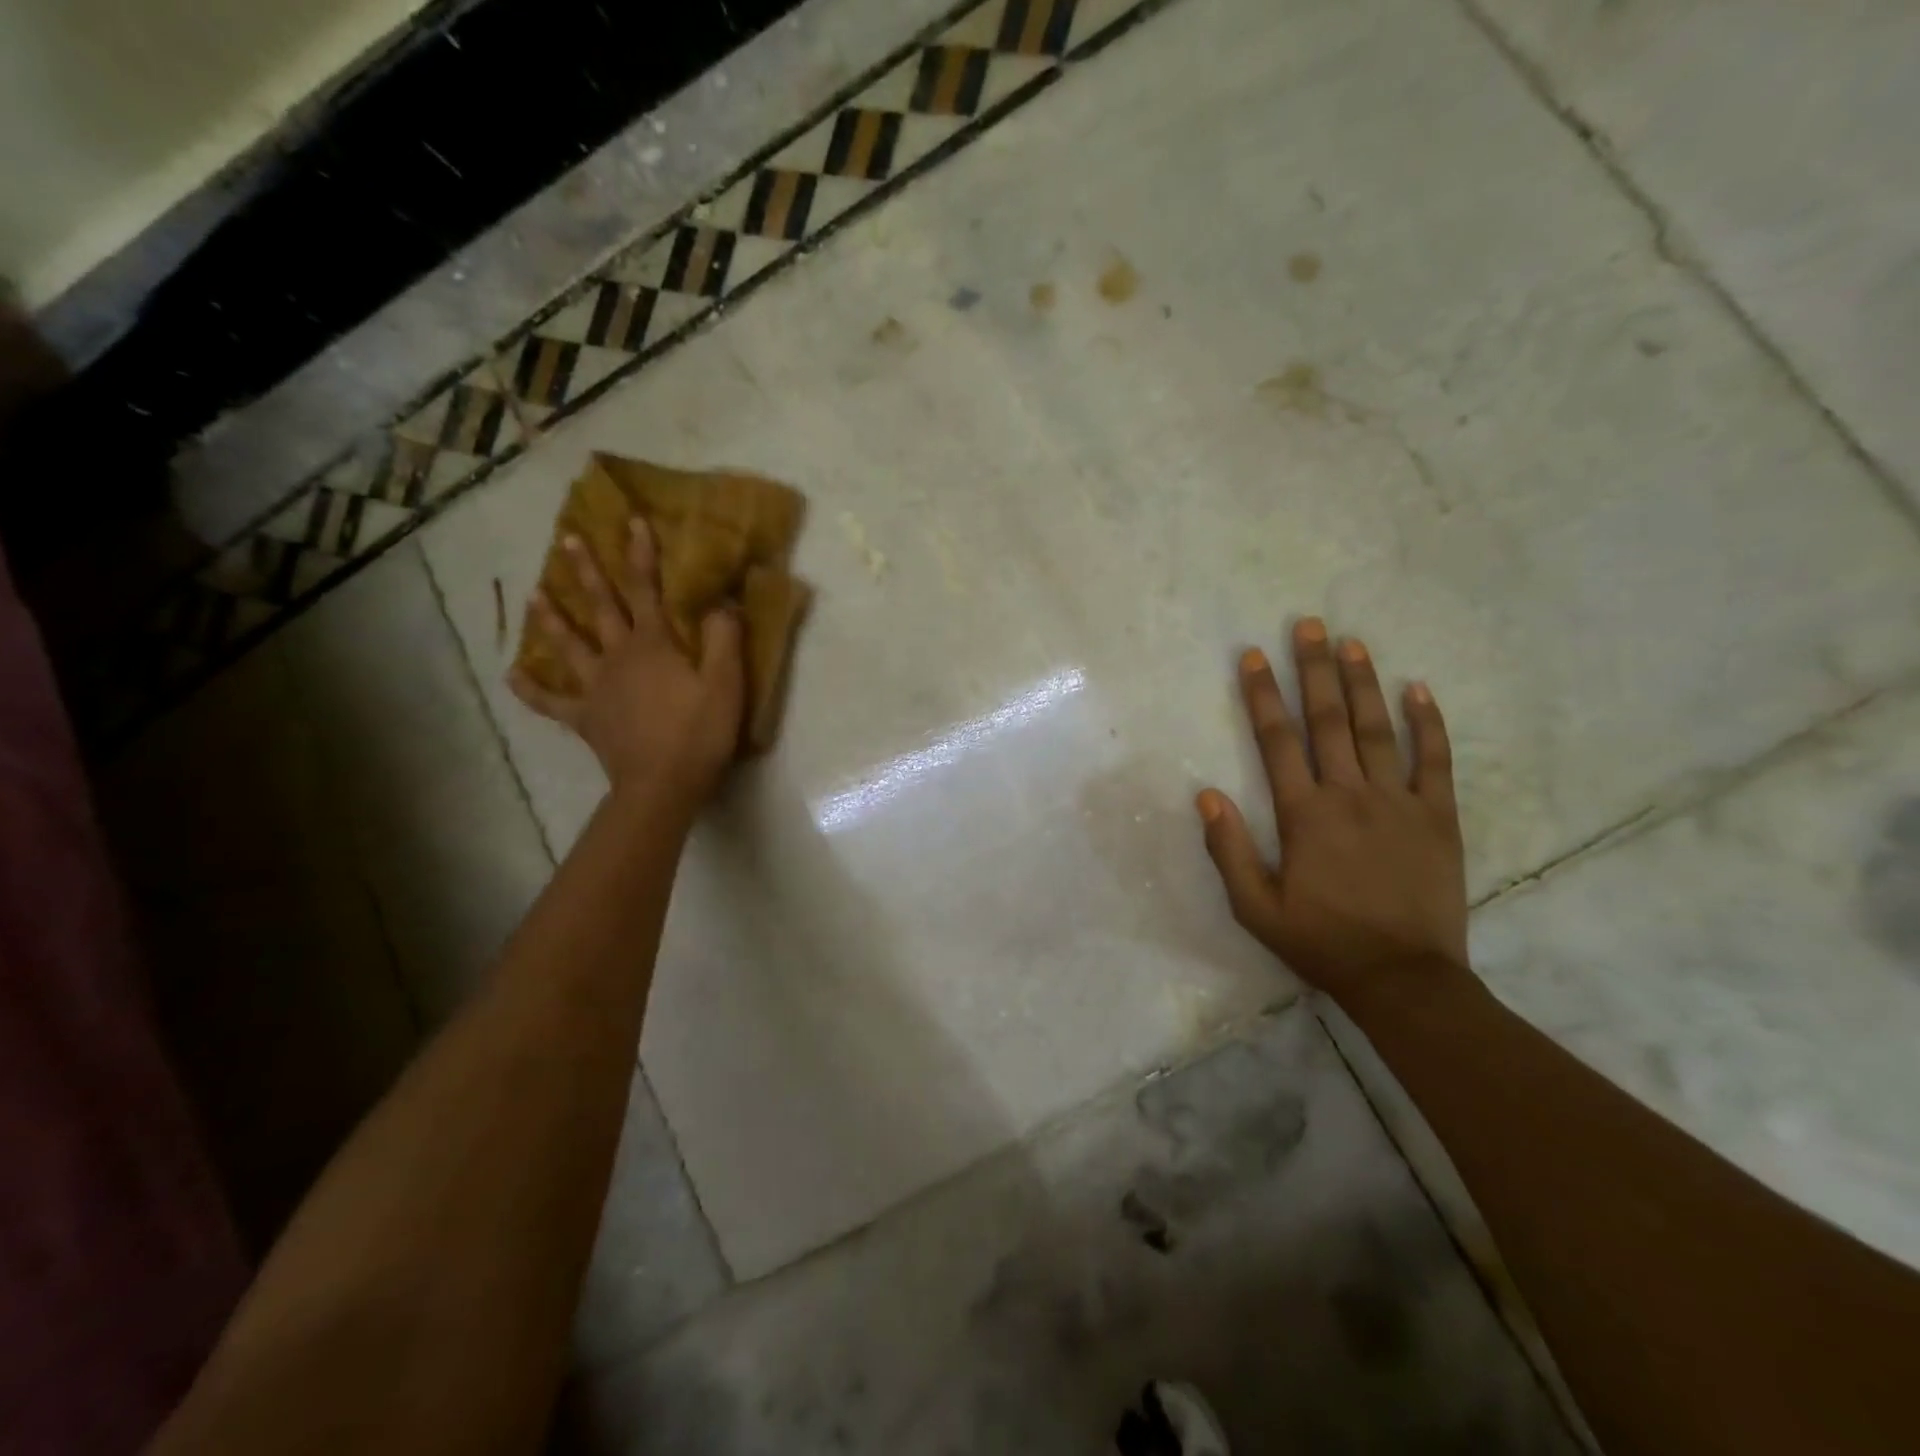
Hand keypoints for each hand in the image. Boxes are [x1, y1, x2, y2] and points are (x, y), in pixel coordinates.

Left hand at [509, 519, 743, 808]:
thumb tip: (720, 601)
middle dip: (587, 572)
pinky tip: (512, 674)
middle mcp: (618, 657)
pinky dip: (531, 689)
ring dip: (552, 618)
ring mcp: (597, 688)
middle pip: (601, 608)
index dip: (640, 555)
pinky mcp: (586, 719)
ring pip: (570, 646)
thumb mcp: (726, 683)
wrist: (663, 785)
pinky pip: (552, 701)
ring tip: (534, 594)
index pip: (646, 590)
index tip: (630, 520)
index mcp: (654, 645)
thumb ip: (723, 638)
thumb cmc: (699, 733)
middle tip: (567, 540)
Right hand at [1197, 618, 1468, 1003]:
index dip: (1263, 695)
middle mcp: (1350, 795)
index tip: (1254, 655)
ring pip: (1378, 729)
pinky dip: (1428, 723)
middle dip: (1314, 669)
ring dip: (1363, 682)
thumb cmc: (1321, 941)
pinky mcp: (1437, 817)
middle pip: (1329, 720)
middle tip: (1309, 624)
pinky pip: (1434, 760)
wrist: (1402, 978)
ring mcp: (1399, 802)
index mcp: (1304, 814)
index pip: (1277, 741)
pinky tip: (1419, 690)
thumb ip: (1228, 849)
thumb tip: (1206, 795)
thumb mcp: (1255, 907)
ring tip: (1352, 642)